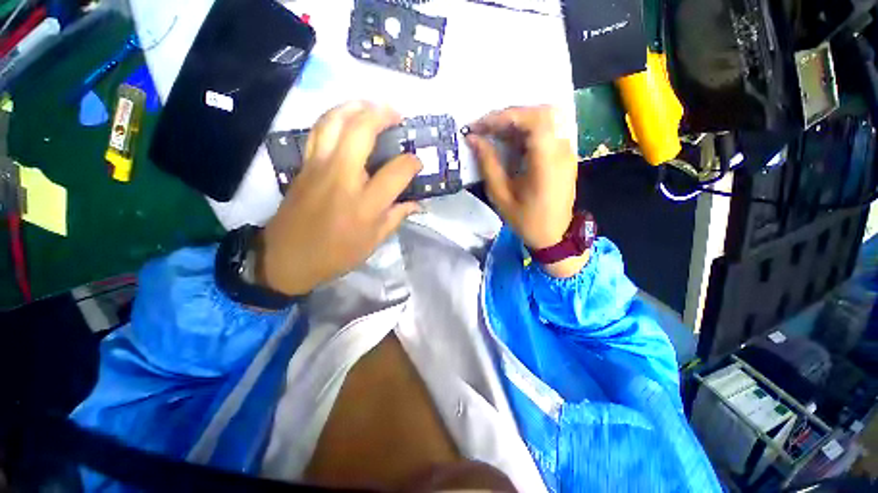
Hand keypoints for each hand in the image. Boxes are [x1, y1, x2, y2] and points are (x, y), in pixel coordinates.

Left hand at [257, 102, 421, 294]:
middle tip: (397, 114)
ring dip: (355, 107)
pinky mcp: (303, 165)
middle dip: (382, 115)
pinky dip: (335, 117)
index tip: (417, 162)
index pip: (396, 172)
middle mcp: (342, 178)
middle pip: (361, 131)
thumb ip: (396, 217)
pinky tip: (346, 119)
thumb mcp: (373, 241)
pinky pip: (318, 131)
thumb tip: (417, 203)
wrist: (287, 258)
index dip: (412, 163)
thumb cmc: (336, 254)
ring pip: (334, 121)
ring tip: (371, 106)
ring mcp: (318, 167)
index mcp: (365, 204)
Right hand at [466, 105, 587, 277]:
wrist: (554, 236)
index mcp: (547, 162)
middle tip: (485, 128)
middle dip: (508, 116)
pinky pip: (546, 131)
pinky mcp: (564, 155)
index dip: (503, 117)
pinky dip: (525, 131)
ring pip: (544, 119)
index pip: (532, 120)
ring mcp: (566, 151)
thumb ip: (488, 164)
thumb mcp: (501, 195)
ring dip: (516, 122)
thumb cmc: (526, 220)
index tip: (479, 126)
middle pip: (540, 113)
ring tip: (493, 134)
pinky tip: (509, 143)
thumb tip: (473, 139)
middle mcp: (562, 150)